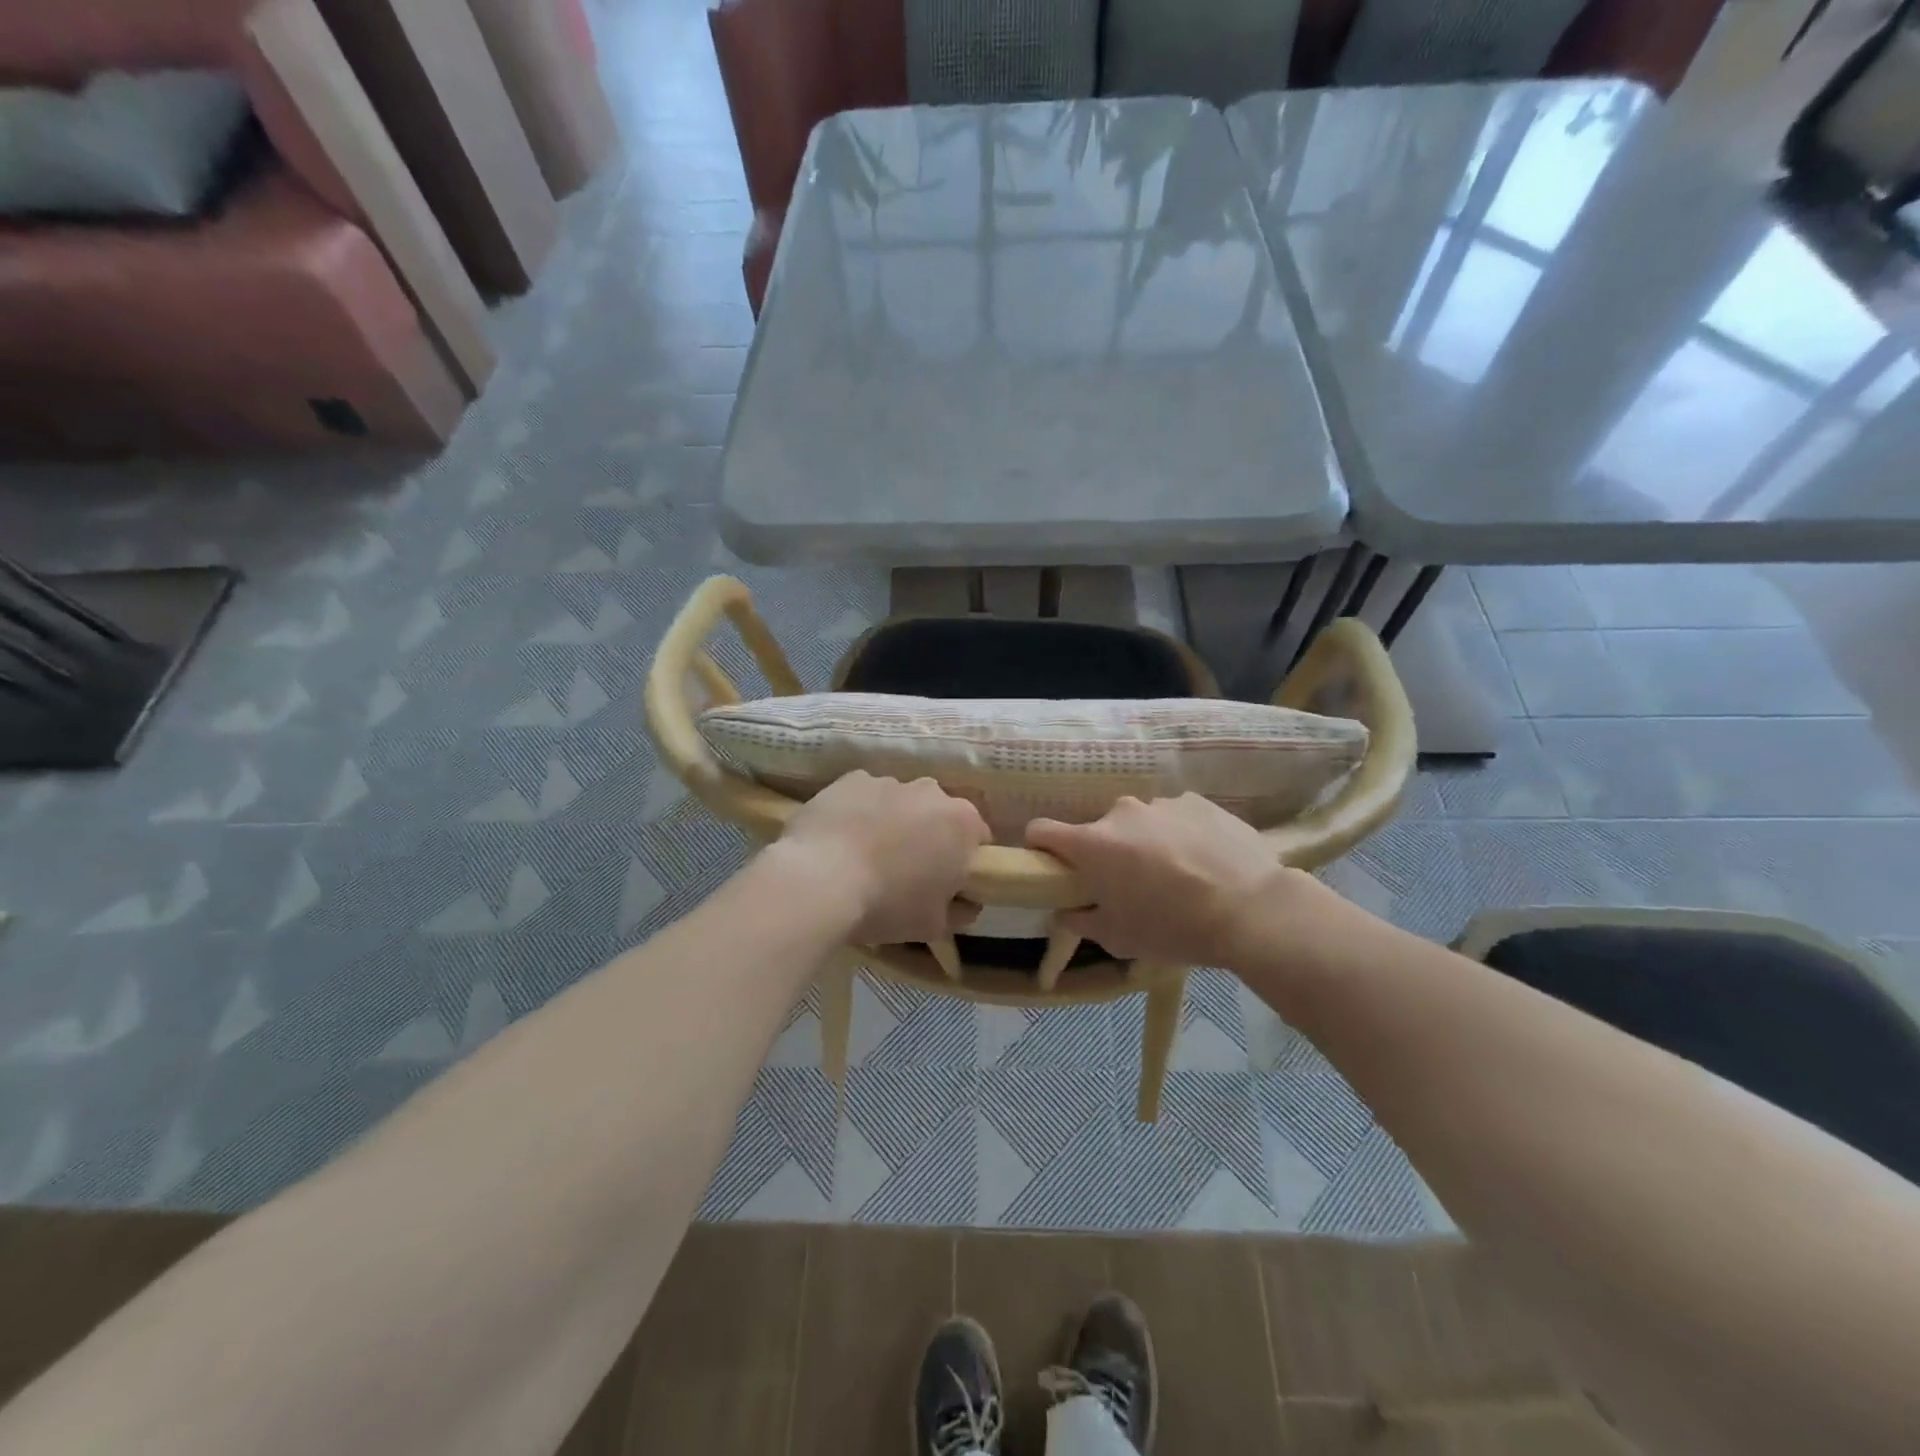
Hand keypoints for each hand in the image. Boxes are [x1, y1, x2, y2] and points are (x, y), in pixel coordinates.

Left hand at [775, 771, 989, 943]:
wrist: (818, 880)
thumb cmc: (887, 904)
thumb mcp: (933, 925)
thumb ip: (959, 911)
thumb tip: (965, 903)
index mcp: (962, 823)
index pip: (977, 837)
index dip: (963, 859)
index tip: (945, 881)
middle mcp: (932, 792)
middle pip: (938, 814)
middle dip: (928, 835)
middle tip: (905, 869)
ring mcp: (890, 781)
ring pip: (900, 802)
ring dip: (893, 822)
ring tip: (866, 856)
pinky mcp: (852, 778)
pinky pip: (864, 796)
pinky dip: (859, 812)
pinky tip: (841, 840)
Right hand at [1026, 794, 1321, 966]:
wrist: (1252, 909)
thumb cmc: (1174, 928)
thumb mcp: (1119, 939)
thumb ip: (1081, 921)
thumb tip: (1065, 910)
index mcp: (1093, 844)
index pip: (1042, 829)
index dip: (1041, 847)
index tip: (1054, 866)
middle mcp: (1121, 813)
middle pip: (1099, 831)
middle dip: (1107, 854)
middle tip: (1132, 886)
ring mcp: (1162, 803)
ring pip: (1140, 822)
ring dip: (1146, 843)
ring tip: (1178, 874)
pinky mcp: (1198, 801)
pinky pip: (1175, 817)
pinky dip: (1180, 835)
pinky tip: (1205, 861)